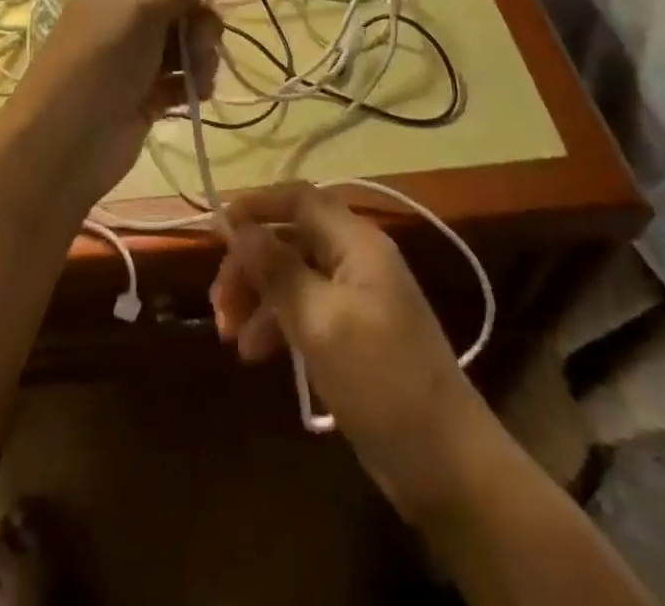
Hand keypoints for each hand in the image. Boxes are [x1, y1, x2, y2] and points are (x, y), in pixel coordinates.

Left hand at [2, 0, 245, 209]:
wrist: (65, 140)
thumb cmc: (99, 61)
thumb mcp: (138, 12)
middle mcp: (124, 23)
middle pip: (182, 10)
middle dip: (201, 24)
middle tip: (201, 44)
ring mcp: (134, 62)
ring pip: (185, 46)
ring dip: (201, 57)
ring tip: (199, 78)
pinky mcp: (145, 98)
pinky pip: (181, 80)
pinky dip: (193, 84)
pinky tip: (196, 95)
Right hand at [210, 183, 486, 520]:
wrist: (448, 466)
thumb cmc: (382, 381)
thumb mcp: (321, 323)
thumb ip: (278, 270)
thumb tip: (241, 228)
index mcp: (357, 243)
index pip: (300, 199)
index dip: (257, 204)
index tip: (217, 227)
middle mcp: (358, 259)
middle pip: (292, 238)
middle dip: (251, 264)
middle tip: (219, 303)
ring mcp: (359, 297)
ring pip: (295, 276)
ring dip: (259, 298)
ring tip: (231, 338)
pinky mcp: (356, 334)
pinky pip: (307, 310)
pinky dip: (278, 324)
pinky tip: (257, 354)